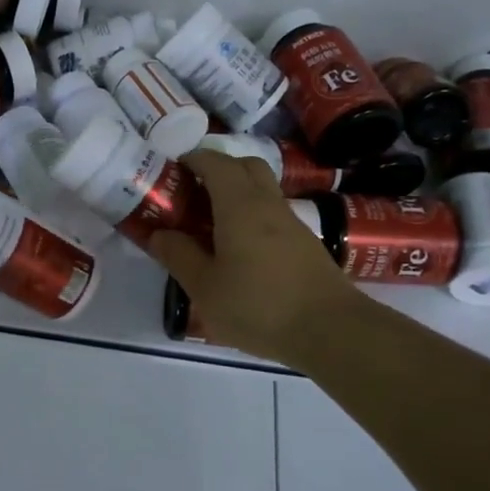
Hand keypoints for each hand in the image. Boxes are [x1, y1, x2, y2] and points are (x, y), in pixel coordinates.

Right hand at [149, 149, 356, 368]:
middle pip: (245, 166)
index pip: (216, 162)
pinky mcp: (306, 244)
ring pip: (262, 190)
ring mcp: (292, 223)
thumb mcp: (205, 287)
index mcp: (239, 205)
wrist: (331, 331)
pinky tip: (240, 251)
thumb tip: (158, 234)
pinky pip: (273, 215)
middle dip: (218, 169)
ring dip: (237, 194)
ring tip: (211, 226)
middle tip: (193, 194)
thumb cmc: (259, 306)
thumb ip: (179, 256)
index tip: (173, 171)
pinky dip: (253, 218)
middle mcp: (268, 204)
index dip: (193, 159)